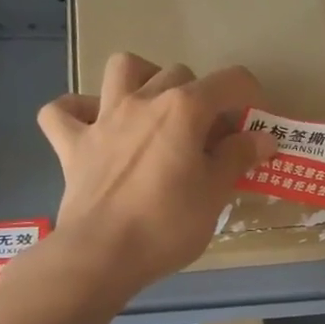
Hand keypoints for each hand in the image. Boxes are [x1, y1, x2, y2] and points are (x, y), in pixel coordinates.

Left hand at [36, 53, 273, 288]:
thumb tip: (262, 137)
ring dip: (142, 79)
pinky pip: (62, 111)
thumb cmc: (167, 225)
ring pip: (122, 69)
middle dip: (201, 96)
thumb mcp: (215, 194)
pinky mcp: (72, 144)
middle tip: (208, 136)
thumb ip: (238, 158)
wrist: (102, 254)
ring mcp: (103, 119)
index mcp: (184, 110)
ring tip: (154, 109)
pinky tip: (93, 125)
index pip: (231, 81)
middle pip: (180, 74)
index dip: (251, 96)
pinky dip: (78, 111)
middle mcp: (143, 101)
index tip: (254, 125)